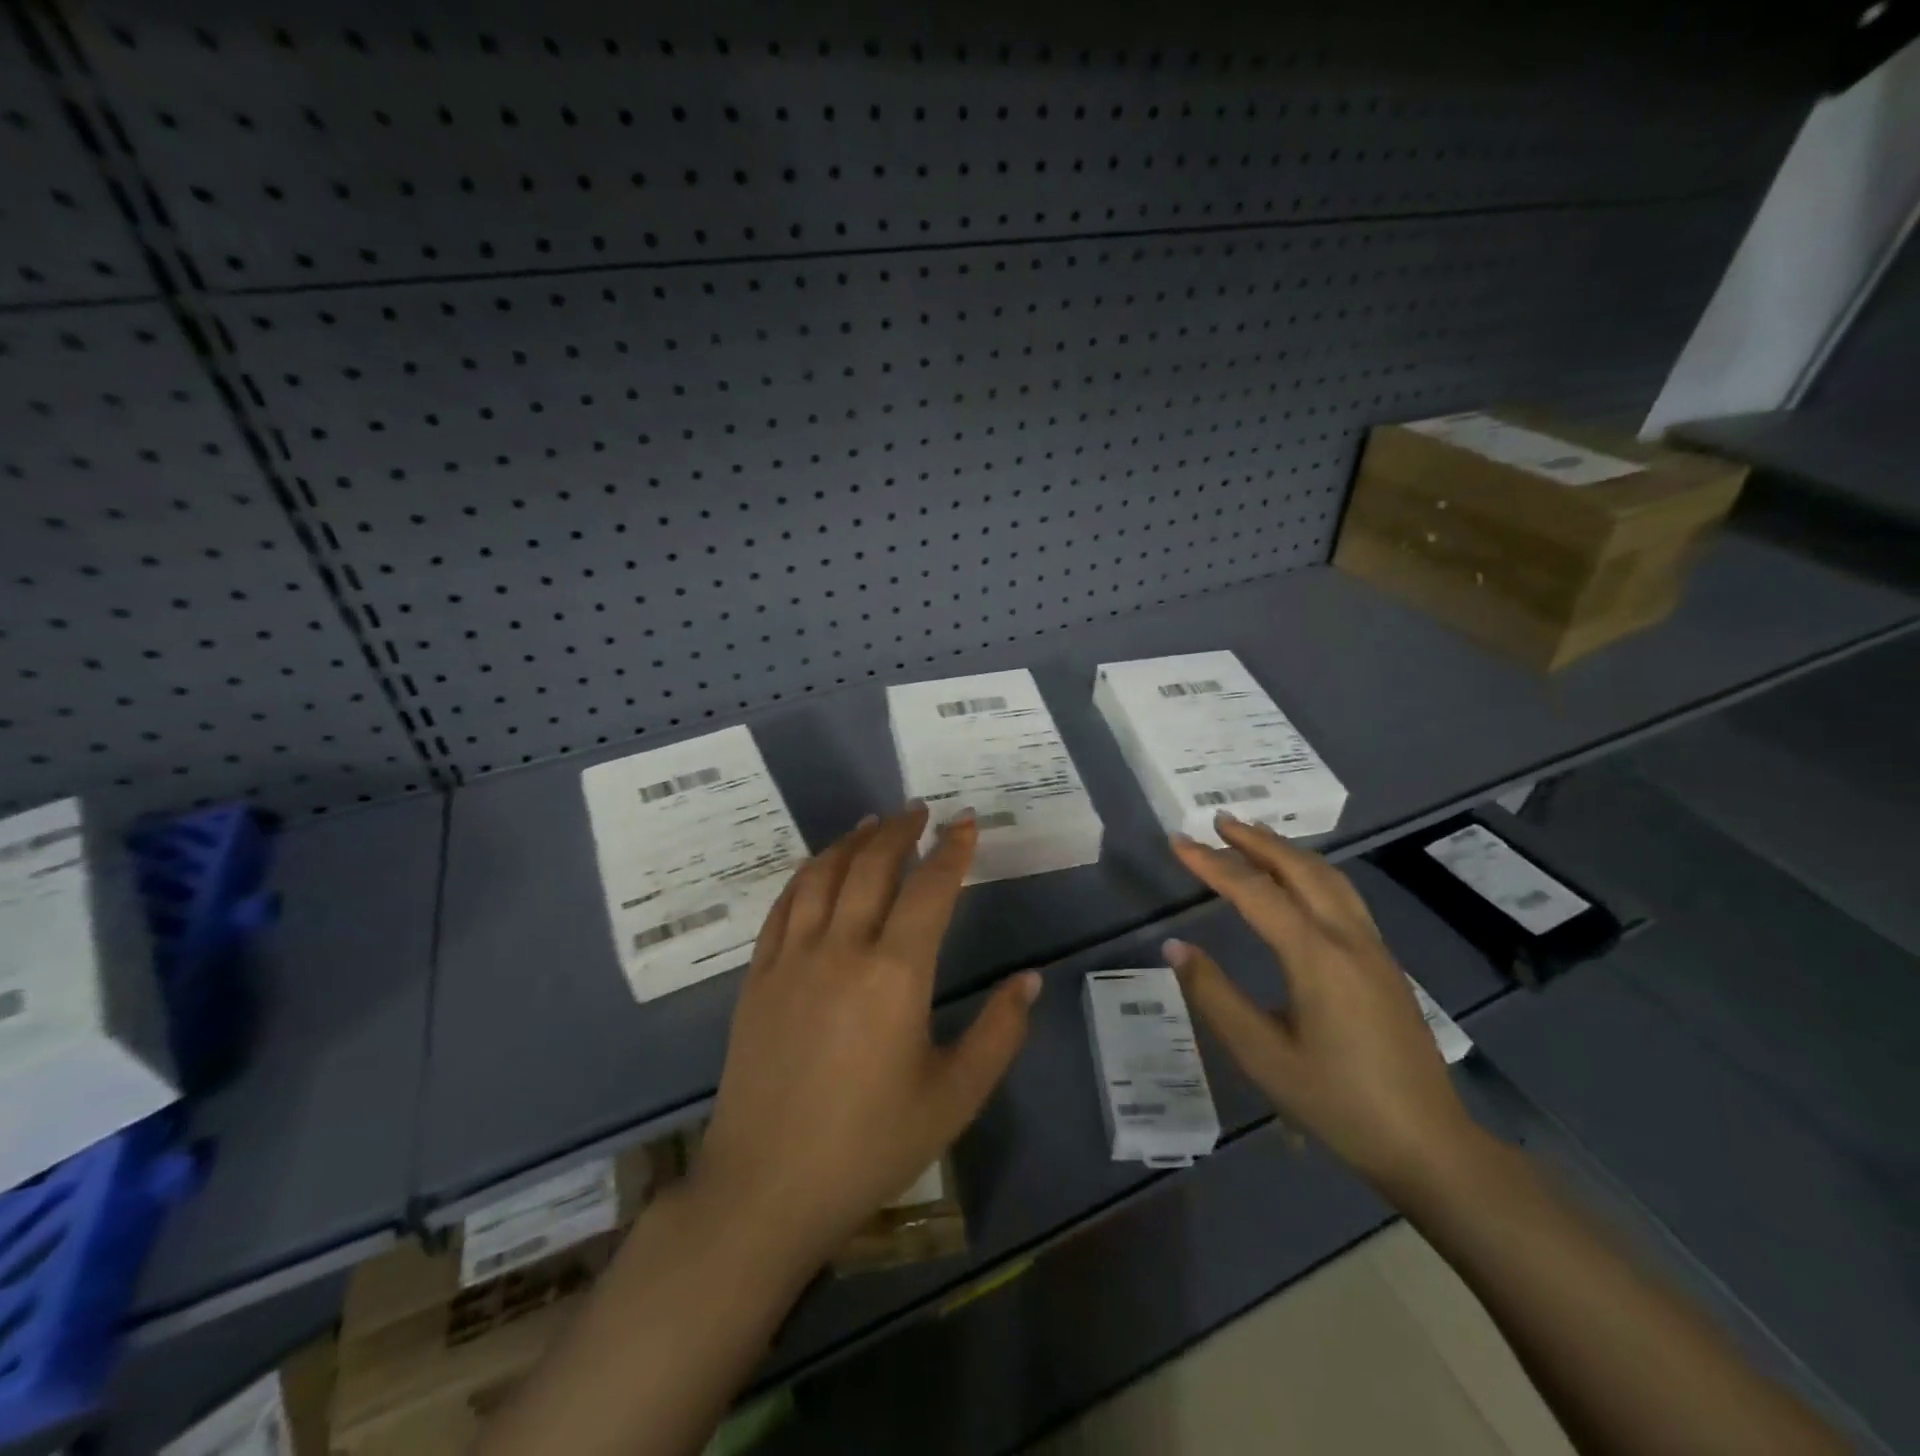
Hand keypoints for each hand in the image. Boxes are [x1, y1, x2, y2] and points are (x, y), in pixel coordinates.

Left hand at [691, 806, 1039, 1273]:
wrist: (766, 1189)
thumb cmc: (870, 1146)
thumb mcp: (953, 1097)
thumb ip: (999, 1033)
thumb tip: (1030, 980)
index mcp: (895, 974)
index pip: (930, 889)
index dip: (952, 850)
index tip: (966, 822)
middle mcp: (841, 948)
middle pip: (872, 866)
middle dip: (900, 831)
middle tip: (920, 811)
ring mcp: (792, 958)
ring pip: (823, 875)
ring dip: (851, 842)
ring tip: (872, 823)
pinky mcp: (758, 975)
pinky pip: (783, 905)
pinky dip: (806, 874)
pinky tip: (818, 868)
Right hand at [1166, 813, 1475, 1192]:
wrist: (1430, 1144)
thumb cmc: (1337, 1102)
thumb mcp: (1262, 1056)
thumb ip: (1215, 996)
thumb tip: (1175, 947)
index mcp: (1316, 957)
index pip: (1255, 892)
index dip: (1213, 864)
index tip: (1178, 842)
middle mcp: (1348, 938)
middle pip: (1300, 869)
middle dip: (1256, 840)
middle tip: (1217, 821)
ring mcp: (1373, 948)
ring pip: (1329, 877)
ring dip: (1287, 850)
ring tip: (1253, 837)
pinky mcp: (1384, 962)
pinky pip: (1344, 895)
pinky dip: (1311, 871)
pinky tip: (1299, 882)